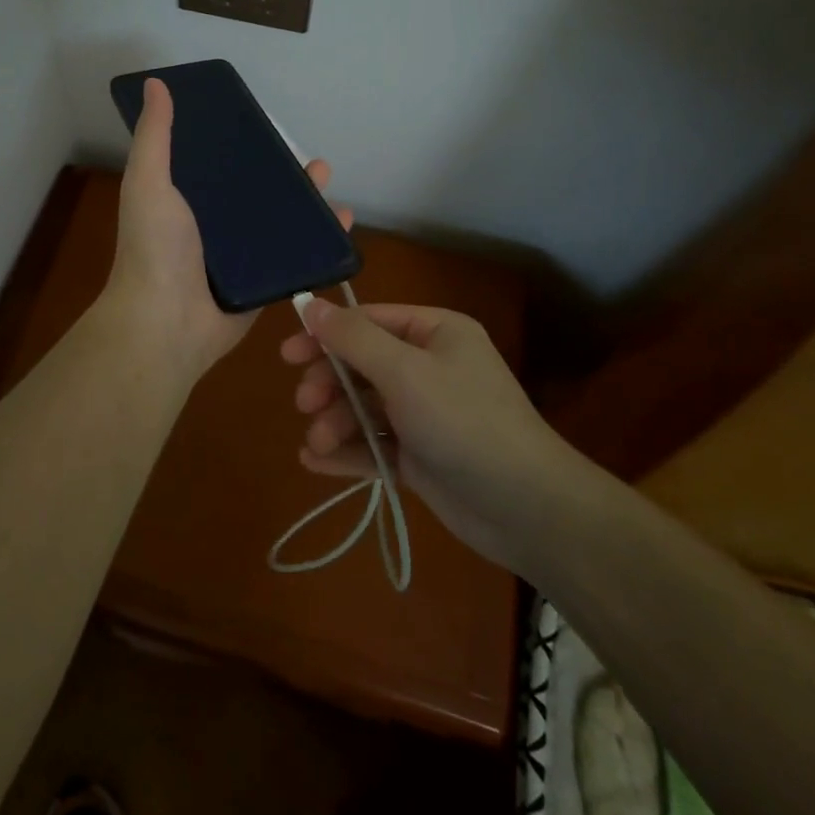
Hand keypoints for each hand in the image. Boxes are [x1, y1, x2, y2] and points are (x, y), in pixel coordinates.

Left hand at [101, 77, 349, 385]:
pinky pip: (294, 256)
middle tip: (313, 163)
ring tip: (330, 187)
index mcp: (185, 198)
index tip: (264, 126)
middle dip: (284, 175)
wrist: (166, 325)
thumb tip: (156, 84)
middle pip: (256, 192)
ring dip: (307, 204)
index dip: (240, 144)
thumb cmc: (155, 248)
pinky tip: (342, 224)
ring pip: (280, 222)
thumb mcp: (148, 181)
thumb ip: (154, 135)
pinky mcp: (263, 282)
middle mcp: (213, 224)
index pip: (218, 164)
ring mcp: (240, 255)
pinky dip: (318, 241)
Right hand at [280, 299, 584, 571]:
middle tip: (304, 403)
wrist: (526, 509)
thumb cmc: (463, 421)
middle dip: (329, 383)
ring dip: (335, 421)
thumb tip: (310, 304)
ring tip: (318, 441)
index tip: (288, 354)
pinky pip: (374, 444)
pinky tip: (316, 461)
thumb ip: (353, 338)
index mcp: (434, 333)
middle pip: (362, 364)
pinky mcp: (421, 456)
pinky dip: (347, 450)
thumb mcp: (404, 371)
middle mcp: (429, 367)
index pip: (368, 321)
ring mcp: (425, 413)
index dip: (325, 334)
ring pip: (364, 407)